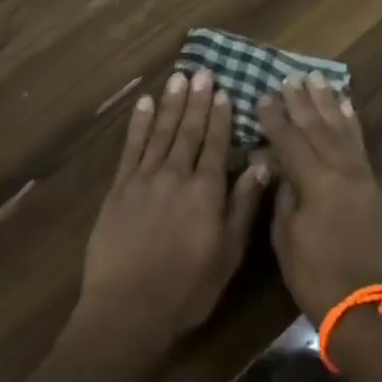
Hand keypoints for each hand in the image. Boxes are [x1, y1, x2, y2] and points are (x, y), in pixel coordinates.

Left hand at [76, 69, 268, 342]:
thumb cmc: (186, 289)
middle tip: (202, 72)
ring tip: (178, 78)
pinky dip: (138, 124)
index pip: (216, 145)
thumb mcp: (227, 255)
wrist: (127, 308)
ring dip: (171, 104)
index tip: (224, 92)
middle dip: (197, 101)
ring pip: (161, 132)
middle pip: (189, 131)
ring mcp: (144, 179)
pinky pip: (131, 148)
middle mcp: (176, 175)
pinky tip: (144, 104)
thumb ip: (243, 207)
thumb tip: (262, 166)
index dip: (221, 117)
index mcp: (206, 192)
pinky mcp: (119, 188)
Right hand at [258, 73, 381, 322]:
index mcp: (317, 183)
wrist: (365, 307)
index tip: (262, 96)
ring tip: (317, 79)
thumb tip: (277, 165)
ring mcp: (362, 177)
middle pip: (318, 129)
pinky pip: (361, 145)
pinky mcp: (373, 187)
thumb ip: (283, 195)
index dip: (274, 118)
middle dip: (301, 102)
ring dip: (328, 104)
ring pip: (342, 131)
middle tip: (289, 78)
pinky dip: (352, 123)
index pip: (290, 141)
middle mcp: (343, 172)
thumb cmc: (315, 277)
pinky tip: (346, 107)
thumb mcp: (285, 238)